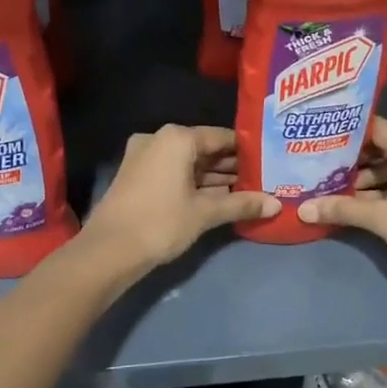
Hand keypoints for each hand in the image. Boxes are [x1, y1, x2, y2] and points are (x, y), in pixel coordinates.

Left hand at [80, 124, 277, 272]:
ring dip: (213, 177)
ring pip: (188, 163)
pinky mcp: (136, 176)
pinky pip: (173, 172)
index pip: (221, 137)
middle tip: (262, 180)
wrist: (109, 250)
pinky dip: (194, 183)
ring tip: (246, 191)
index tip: (269, 162)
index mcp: (177, 138)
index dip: (247, 151)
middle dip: (231, 166)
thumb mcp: (205, 213)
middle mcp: (159, 139)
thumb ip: (242, 204)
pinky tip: (218, 198)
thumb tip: (276, 205)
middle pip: (204, 149)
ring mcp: (144, 156)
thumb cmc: (161, 222)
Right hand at [298, 117, 386, 292]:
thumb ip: (342, 209)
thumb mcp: (380, 218)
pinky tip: (365, 204)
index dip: (347, 133)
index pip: (373, 127)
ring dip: (370, 179)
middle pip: (384, 147)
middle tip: (323, 171)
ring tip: (339, 192)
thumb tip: (303, 210)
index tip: (321, 140)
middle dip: (354, 161)